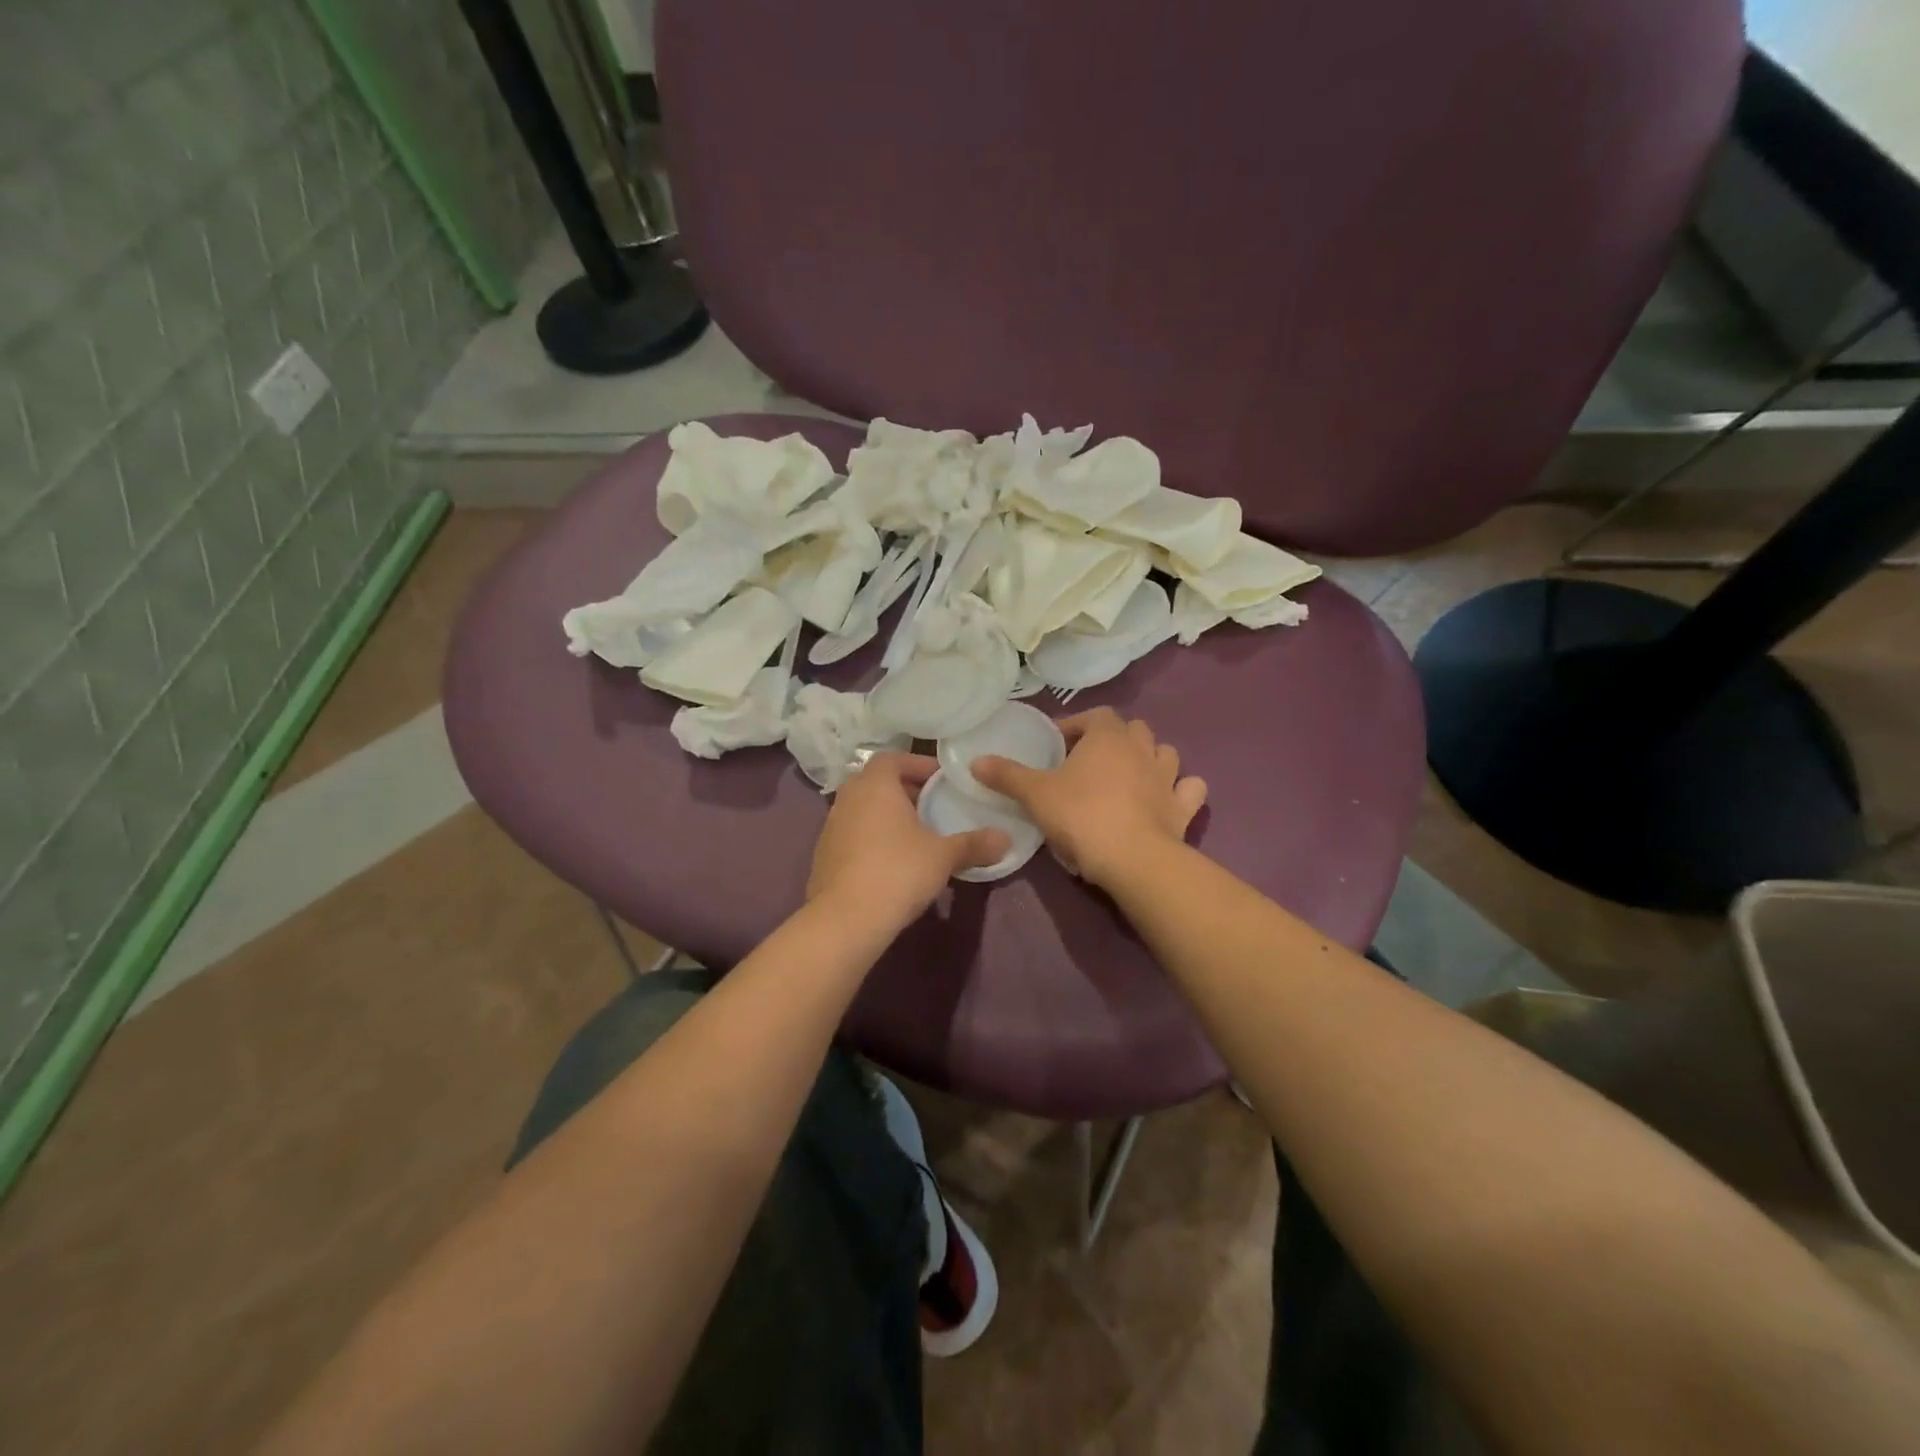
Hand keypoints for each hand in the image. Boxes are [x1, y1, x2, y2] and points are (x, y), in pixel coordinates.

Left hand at [807, 753, 1010, 930]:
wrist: (845, 920)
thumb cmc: (898, 871)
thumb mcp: (944, 856)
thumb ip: (974, 844)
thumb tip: (1005, 839)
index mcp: (875, 785)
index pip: (893, 758)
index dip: (918, 765)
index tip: (942, 781)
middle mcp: (847, 798)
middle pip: (877, 783)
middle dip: (905, 791)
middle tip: (933, 806)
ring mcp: (831, 827)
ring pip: (863, 809)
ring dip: (887, 816)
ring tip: (916, 835)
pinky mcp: (823, 856)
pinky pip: (853, 835)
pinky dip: (872, 838)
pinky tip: (892, 861)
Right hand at [972, 708, 1206, 887]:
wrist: (1132, 858)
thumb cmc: (1080, 815)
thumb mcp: (1035, 794)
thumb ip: (1007, 775)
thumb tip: (976, 761)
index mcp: (1108, 737)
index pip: (1095, 715)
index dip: (1076, 725)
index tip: (1058, 743)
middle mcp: (1142, 749)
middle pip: (1133, 730)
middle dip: (1114, 739)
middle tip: (1090, 761)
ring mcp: (1168, 778)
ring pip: (1165, 754)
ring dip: (1150, 759)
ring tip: (1129, 777)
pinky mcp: (1183, 808)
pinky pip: (1190, 790)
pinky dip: (1180, 790)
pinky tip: (1167, 799)